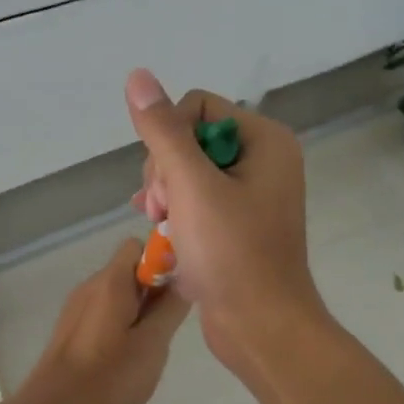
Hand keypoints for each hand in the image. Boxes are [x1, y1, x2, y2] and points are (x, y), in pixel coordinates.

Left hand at [15, 239, 193, 403]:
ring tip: (149, 347)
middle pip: (129, 270)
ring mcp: (76, 308)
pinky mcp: (70, 330)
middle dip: (153, 291)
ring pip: (117, 294)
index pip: (138, 246)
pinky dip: (120, 325)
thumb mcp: (152, 344)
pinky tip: (127, 359)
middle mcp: (90, 286)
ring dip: (138, 311)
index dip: (162, 261)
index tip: (178, 291)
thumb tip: (185, 278)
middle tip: (167, 326)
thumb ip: (170, 308)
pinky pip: (103, 313)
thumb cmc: (108, 379)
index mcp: (110, 282)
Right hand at [124, 68, 328, 370]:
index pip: (196, 106)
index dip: (169, 139)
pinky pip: (195, 198)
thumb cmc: (231, 253)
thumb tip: (138, 76)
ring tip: (163, 226)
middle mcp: (263, 158)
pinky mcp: (237, 221)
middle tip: (164, 210)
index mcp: (264, 140)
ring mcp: (251, 192)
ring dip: (165, 195)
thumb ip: (163, 131)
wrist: (261, 327)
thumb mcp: (191, 186)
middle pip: (189, 138)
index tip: (168, 184)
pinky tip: (161, 231)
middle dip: (165, 173)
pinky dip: (175, 212)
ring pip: (186, 170)